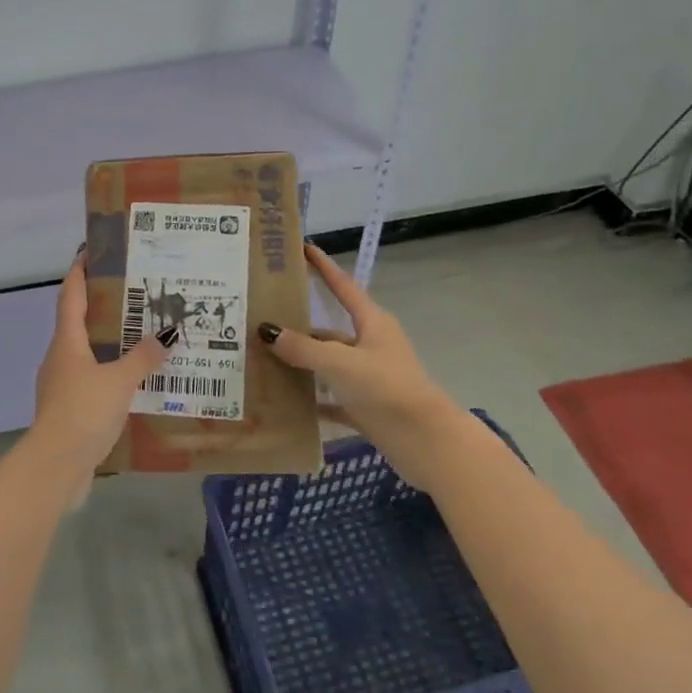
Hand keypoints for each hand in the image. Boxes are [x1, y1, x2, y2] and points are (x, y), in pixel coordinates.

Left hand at [23, 249, 170, 498]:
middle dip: (101, 307)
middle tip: (133, 294)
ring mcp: (61, 385)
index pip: (70, 296)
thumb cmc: (83, 412)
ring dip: (109, 343)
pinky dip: (110, 374)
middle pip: (78, 323)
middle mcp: (60, 358)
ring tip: (141, 336)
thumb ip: (143, 358)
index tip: (90, 251)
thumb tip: (166, 334)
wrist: (56, 466)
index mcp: (66, 342)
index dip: (79, 272)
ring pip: (87, 354)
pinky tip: (134, 382)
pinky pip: (92, 381)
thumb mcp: (120, 381)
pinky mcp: (69, 410)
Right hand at [257, 243, 461, 485]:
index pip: (343, 287)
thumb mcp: (341, 363)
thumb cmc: (388, 390)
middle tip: (262, 318)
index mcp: (372, 324)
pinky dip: (312, 400)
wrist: (429, 444)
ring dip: (301, 364)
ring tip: (262, 360)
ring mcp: (370, 378)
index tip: (303, 248)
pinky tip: (286, 402)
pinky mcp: (368, 408)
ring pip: (328, 365)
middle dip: (299, 326)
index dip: (323, 267)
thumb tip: (267, 330)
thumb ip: (303, 348)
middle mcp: (371, 346)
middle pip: (329, 330)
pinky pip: (332, 398)